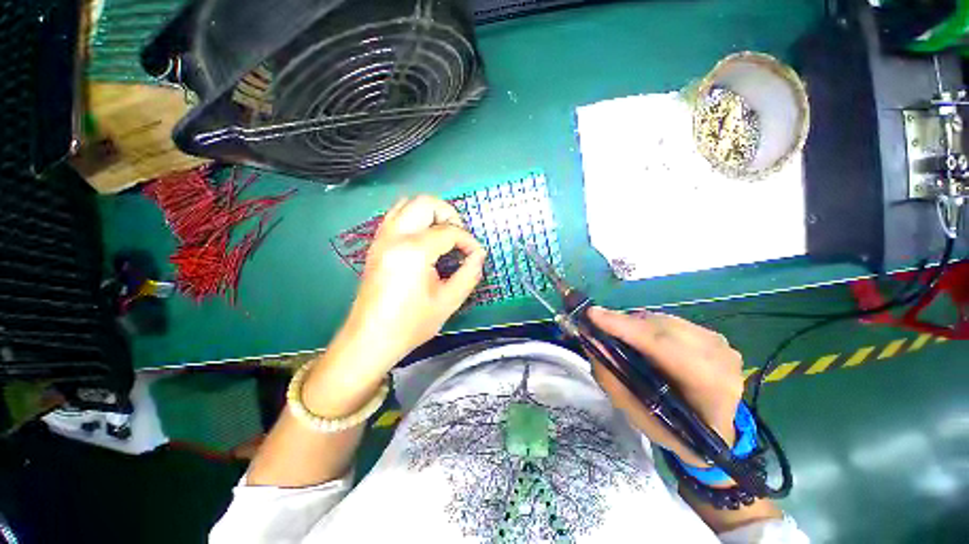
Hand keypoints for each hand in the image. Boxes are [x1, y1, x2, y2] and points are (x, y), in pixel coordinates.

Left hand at [304, 196, 485, 417]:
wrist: (369, 340)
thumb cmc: (410, 325)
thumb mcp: (448, 302)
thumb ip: (469, 274)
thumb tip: (479, 255)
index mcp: (413, 251)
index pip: (449, 231)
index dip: (468, 241)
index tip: (476, 255)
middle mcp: (394, 236)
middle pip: (425, 203)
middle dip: (449, 214)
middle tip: (459, 237)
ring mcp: (381, 238)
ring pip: (407, 204)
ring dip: (430, 213)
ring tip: (444, 235)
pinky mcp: (376, 245)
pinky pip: (396, 216)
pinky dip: (415, 219)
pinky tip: (425, 240)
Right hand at [586, 307, 743, 467]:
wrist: (717, 431)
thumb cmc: (676, 431)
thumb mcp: (639, 417)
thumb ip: (614, 380)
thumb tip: (592, 343)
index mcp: (711, 387)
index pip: (664, 346)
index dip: (626, 328)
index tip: (592, 314)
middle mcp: (720, 357)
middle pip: (661, 328)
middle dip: (623, 323)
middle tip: (595, 323)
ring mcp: (718, 342)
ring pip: (662, 321)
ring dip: (632, 324)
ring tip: (614, 332)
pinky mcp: (711, 333)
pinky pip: (667, 321)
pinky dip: (645, 325)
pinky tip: (636, 336)